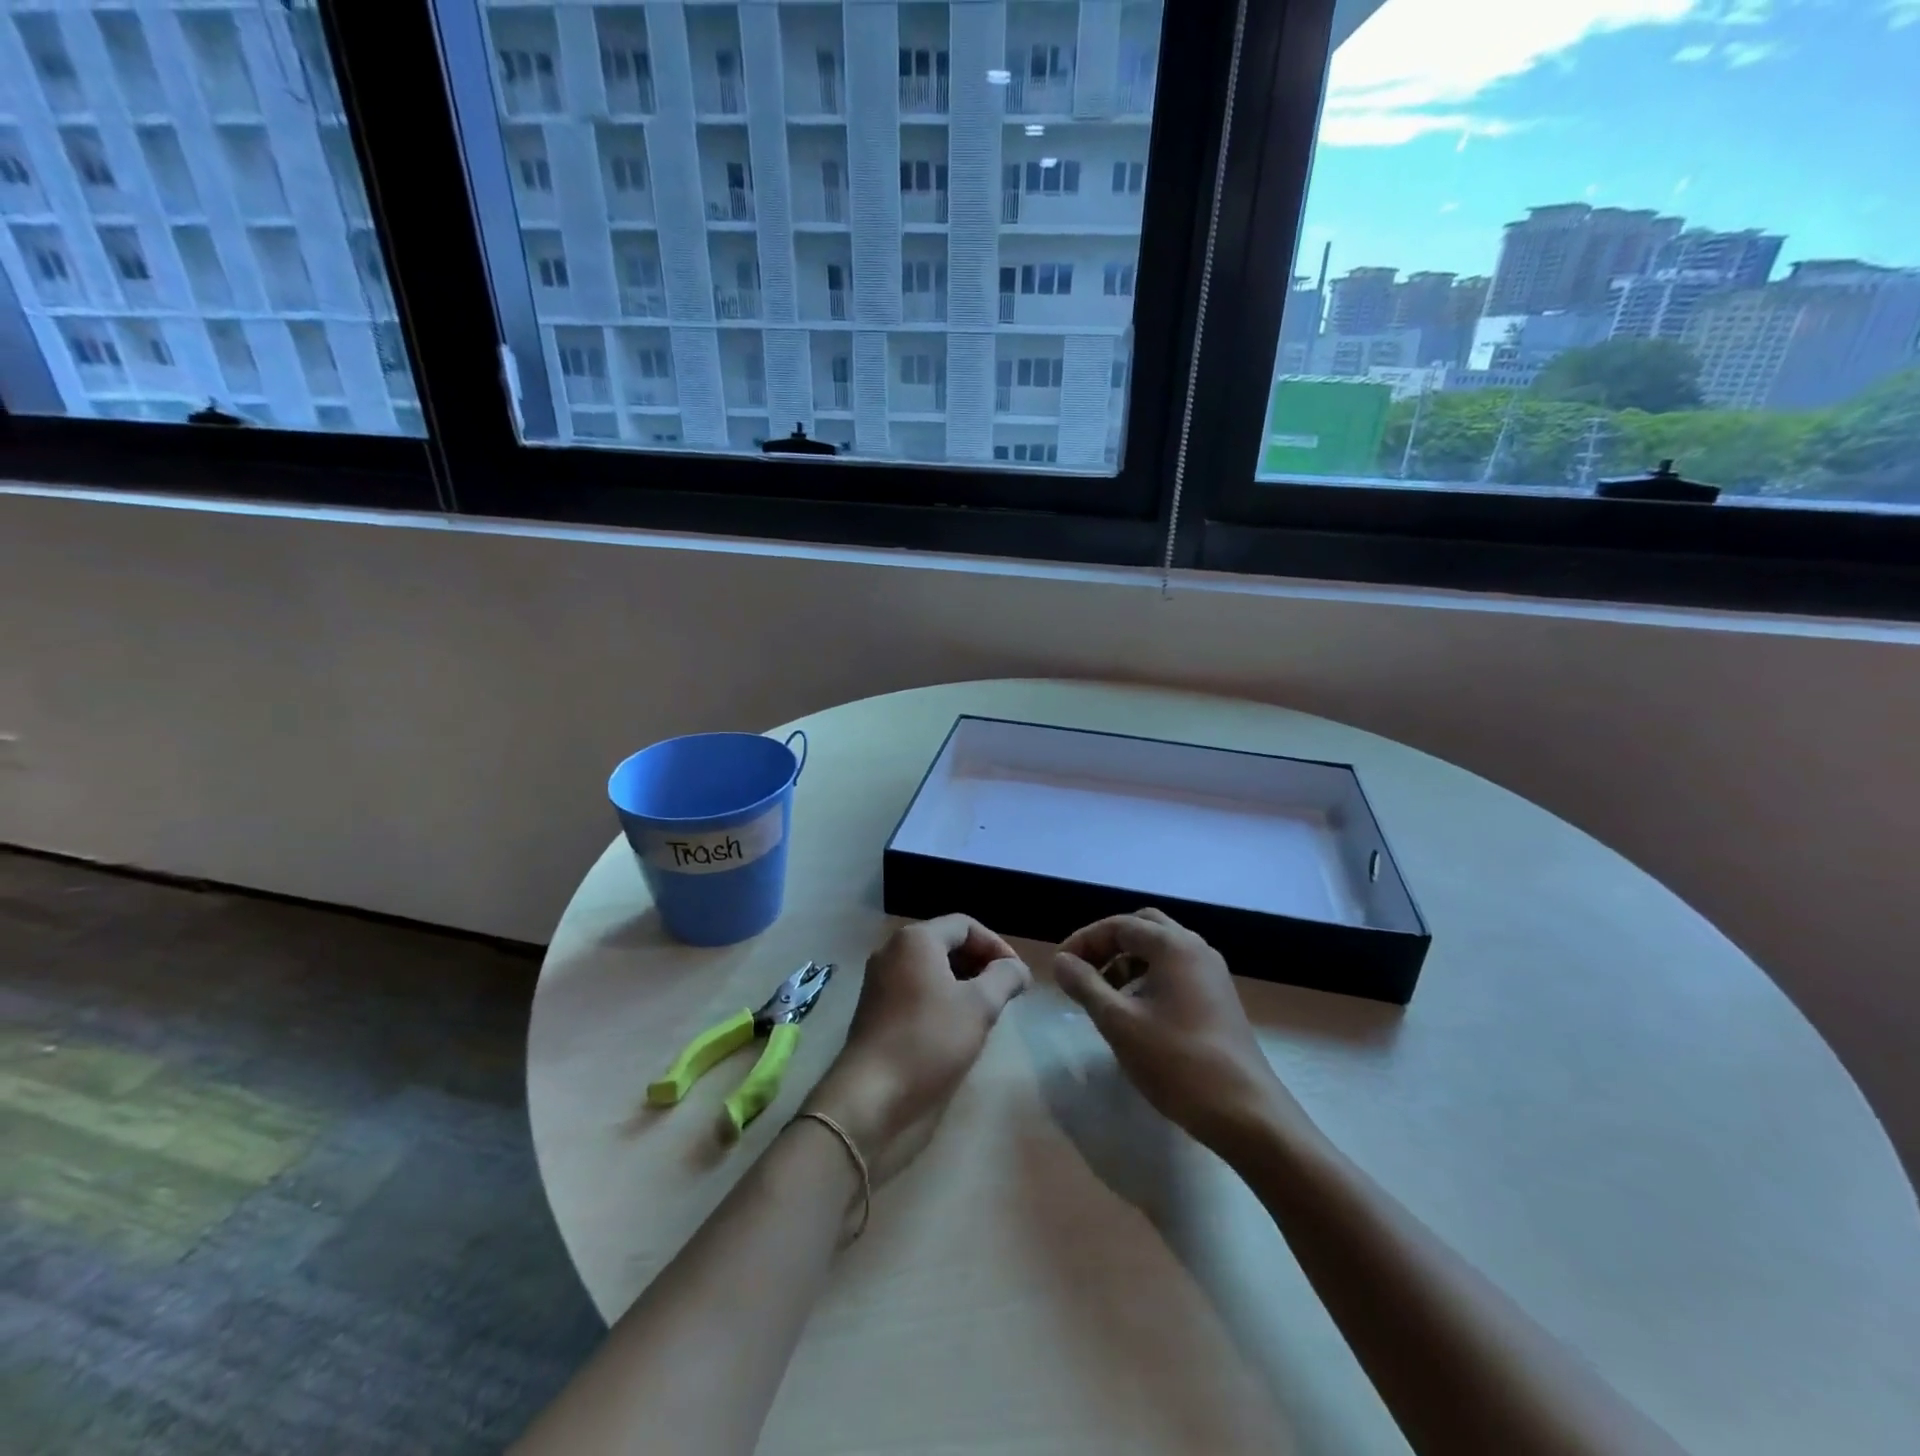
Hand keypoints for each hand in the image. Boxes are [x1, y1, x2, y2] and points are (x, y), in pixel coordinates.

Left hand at [804, 915, 1029, 1182]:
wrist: (871, 1097)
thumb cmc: (929, 1041)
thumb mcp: (979, 1006)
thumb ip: (1004, 978)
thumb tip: (1018, 968)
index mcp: (915, 940)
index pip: (965, 925)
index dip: (997, 945)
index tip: (1018, 976)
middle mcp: (893, 952)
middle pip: (946, 943)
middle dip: (980, 963)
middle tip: (1006, 993)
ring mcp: (881, 981)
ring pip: (931, 969)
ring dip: (963, 983)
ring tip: (988, 1011)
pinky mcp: (877, 1010)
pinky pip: (917, 990)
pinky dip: (942, 999)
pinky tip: (958, 1027)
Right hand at [1053, 909, 1295, 1155]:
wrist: (1246, 1113)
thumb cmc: (1177, 1062)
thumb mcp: (1119, 1022)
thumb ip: (1085, 985)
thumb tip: (1061, 961)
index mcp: (1173, 946)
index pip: (1119, 925)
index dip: (1084, 941)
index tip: (1060, 968)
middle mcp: (1196, 949)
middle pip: (1143, 928)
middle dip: (1108, 945)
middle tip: (1083, 971)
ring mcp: (1212, 974)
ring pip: (1161, 950)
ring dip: (1127, 962)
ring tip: (1103, 994)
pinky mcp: (1219, 998)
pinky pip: (1176, 971)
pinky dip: (1148, 978)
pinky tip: (1135, 1011)